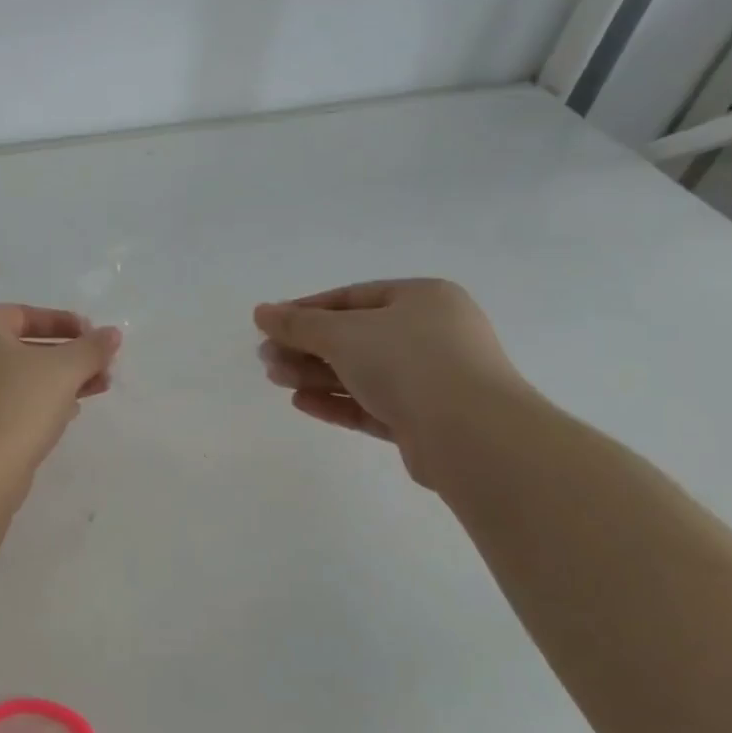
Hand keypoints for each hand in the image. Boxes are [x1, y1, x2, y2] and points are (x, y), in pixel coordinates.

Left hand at [0, 305, 121, 471]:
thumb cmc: (17, 404)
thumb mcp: (63, 370)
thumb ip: (91, 348)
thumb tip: (111, 334)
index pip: (24, 314)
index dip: (64, 323)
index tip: (95, 339)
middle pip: (22, 347)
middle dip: (67, 357)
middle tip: (101, 371)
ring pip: (15, 378)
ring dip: (56, 382)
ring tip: (93, 393)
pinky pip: (4, 403)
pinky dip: (34, 404)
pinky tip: (64, 416)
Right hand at [254, 279, 532, 485]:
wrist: (470, 434)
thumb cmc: (408, 363)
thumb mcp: (343, 334)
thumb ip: (298, 324)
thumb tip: (261, 312)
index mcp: (422, 299)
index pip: (351, 298)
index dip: (305, 310)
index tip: (268, 326)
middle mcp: (430, 334)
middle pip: (353, 336)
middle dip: (306, 347)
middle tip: (266, 359)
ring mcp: (429, 378)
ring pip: (360, 372)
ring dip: (315, 374)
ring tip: (276, 380)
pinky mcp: (422, 419)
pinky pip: (371, 404)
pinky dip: (337, 401)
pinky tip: (302, 402)